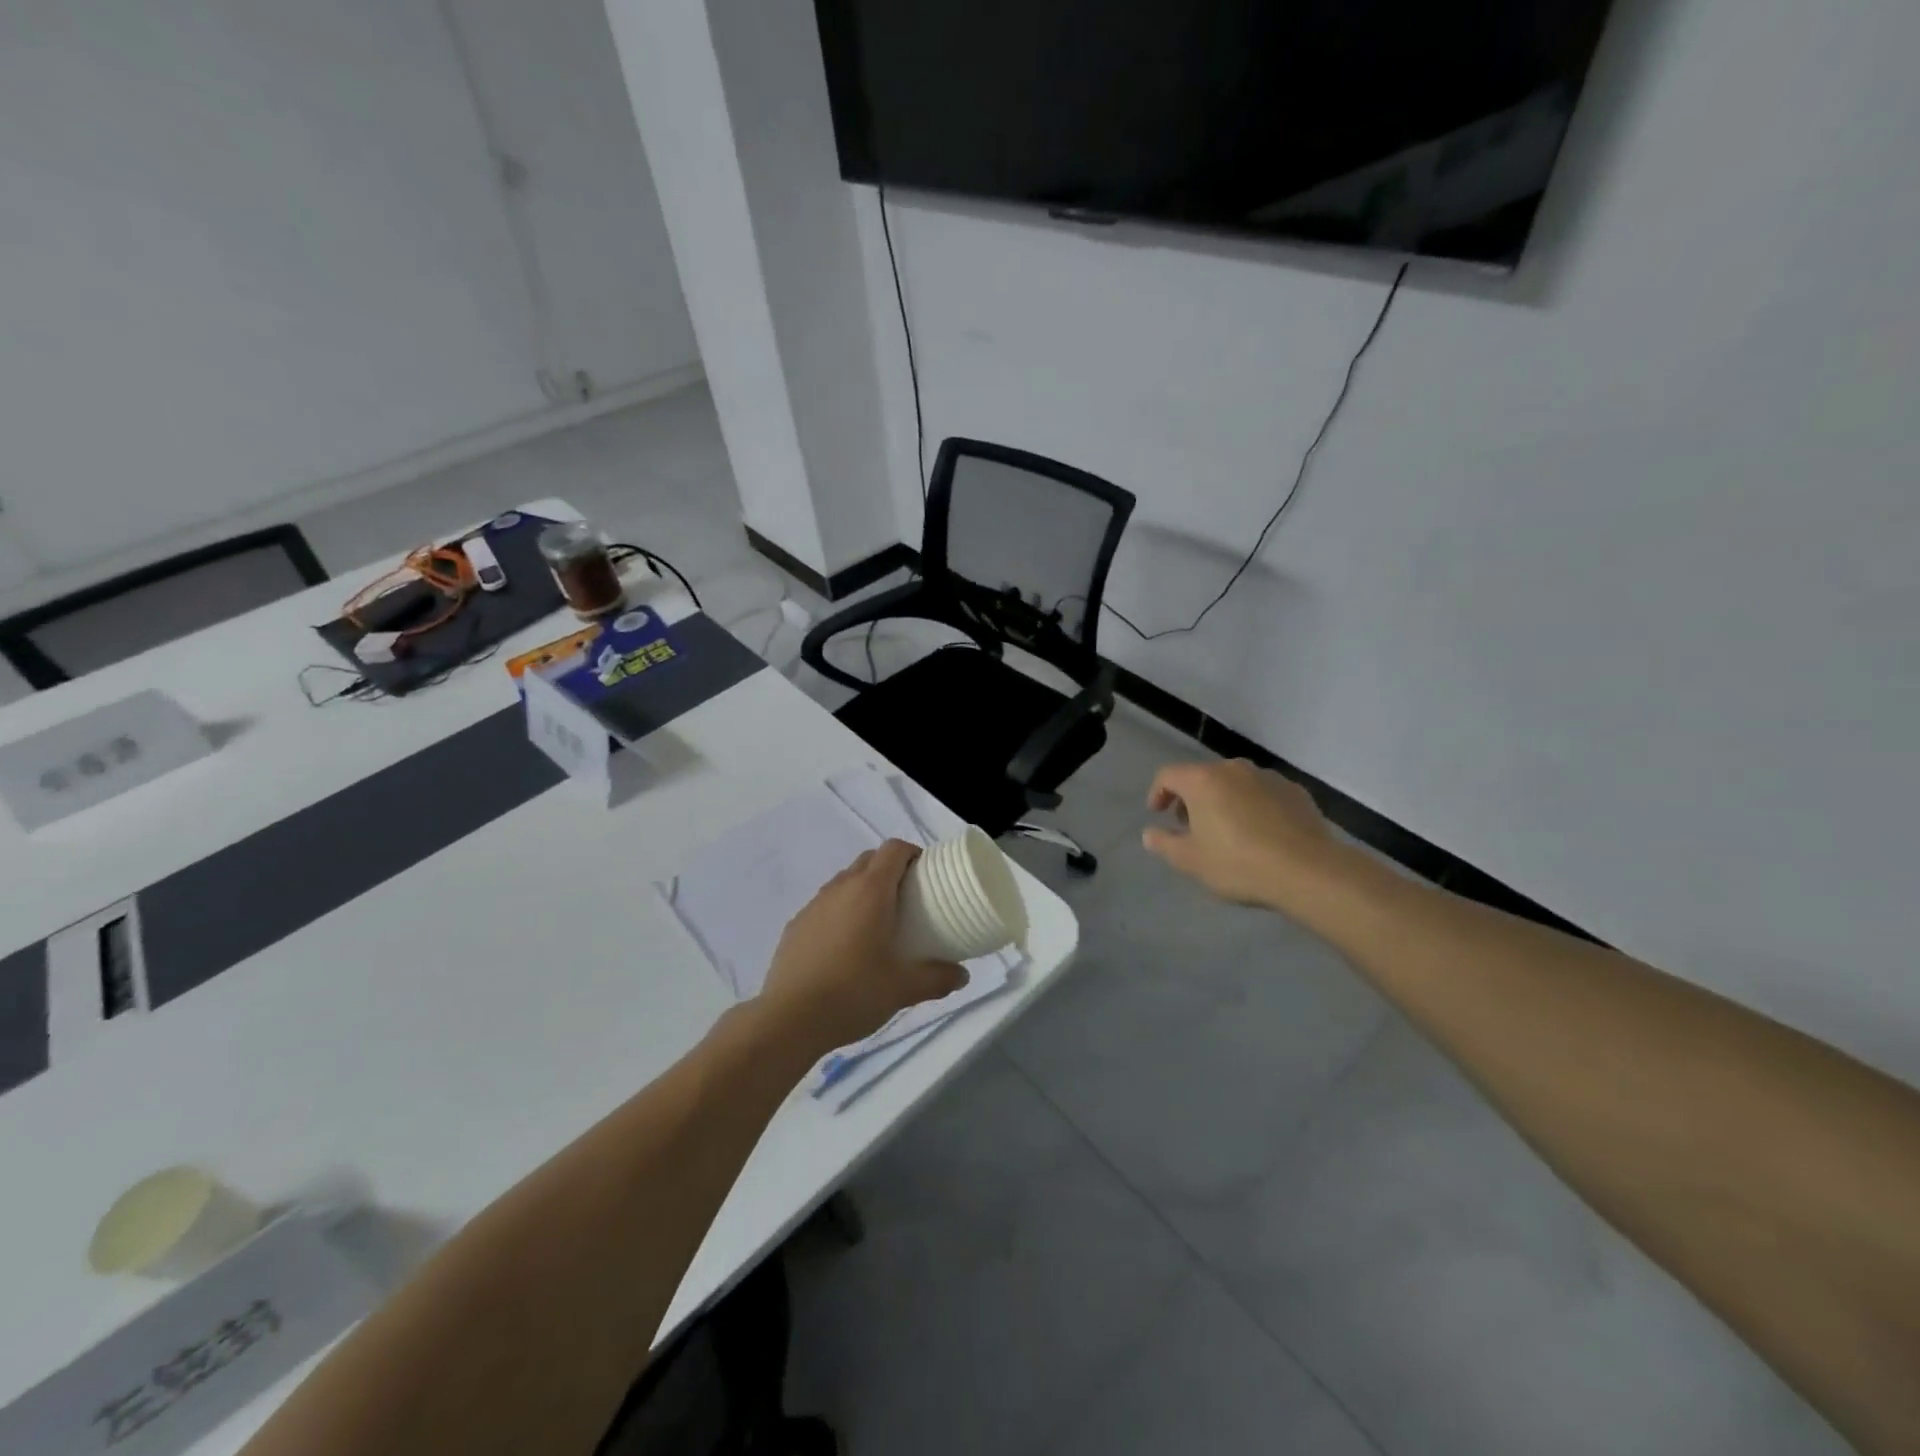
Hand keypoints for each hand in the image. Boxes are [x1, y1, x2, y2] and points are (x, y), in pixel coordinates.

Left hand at [757, 840, 967, 1056]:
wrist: (789, 1019)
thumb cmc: (853, 993)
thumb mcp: (903, 988)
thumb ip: (937, 978)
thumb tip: (962, 975)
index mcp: (870, 891)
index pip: (893, 849)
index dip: (912, 853)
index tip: (926, 874)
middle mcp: (840, 888)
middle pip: (869, 860)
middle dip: (890, 870)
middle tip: (908, 899)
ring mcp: (814, 905)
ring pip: (844, 881)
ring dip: (864, 890)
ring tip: (877, 923)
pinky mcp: (795, 925)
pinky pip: (825, 906)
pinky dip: (840, 912)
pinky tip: (845, 946)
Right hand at [1143, 760, 1342, 911]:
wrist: (1308, 871)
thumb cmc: (1238, 863)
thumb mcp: (1191, 861)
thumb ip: (1164, 844)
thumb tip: (1150, 834)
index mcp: (1203, 780)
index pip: (1168, 775)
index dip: (1158, 793)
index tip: (1158, 814)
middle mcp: (1233, 769)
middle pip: (1202, 776)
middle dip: (1191, 799)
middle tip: (1191, 826)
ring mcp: (1268, 777)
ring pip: (1234, 783)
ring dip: (1223, 801)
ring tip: (1227, 831)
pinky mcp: (1295, 791)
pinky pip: (1263, 793)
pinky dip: (1253, 806)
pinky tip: (1260, 833)